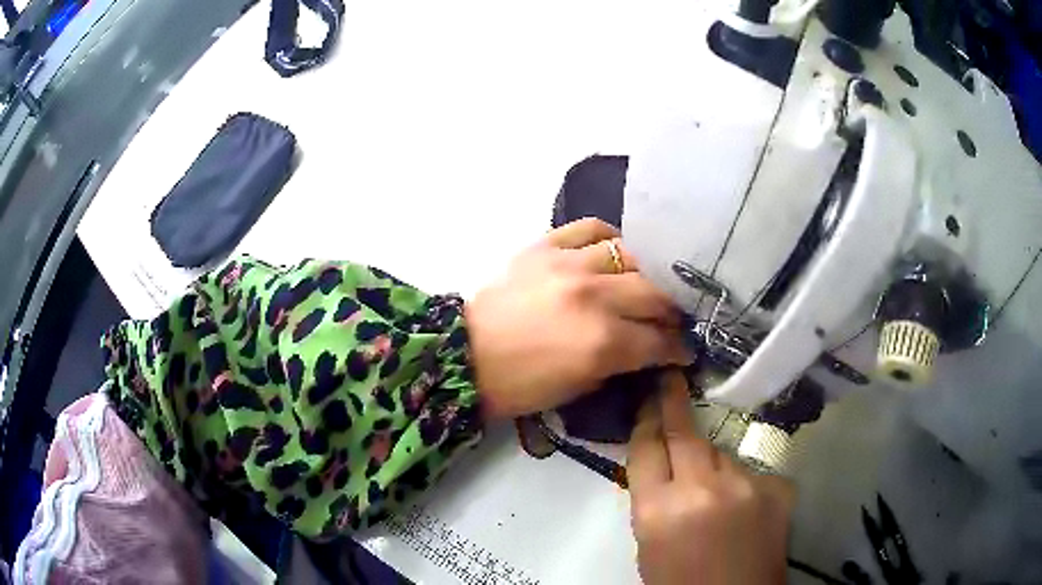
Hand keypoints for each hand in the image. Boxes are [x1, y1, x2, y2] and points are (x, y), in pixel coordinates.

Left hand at [466, 218, 690, 419]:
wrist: (464, 355)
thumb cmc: (519, 386)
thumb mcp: (578, 388)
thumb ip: (620, 364)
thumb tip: (646, 350)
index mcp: (602, 343)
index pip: (659, 340)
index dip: (678, 348)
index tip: (686, 349)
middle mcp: (593, 297)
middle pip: (654, 295)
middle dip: (670, 313)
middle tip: (670, 321)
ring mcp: (568, 265)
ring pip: (629, 257)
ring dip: (644, 276)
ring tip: (642, 288)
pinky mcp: (544, 246)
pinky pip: (589, 228)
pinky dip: (607, 239)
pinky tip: (611, 253)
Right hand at [627, 371, 794, 584]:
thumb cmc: (680, 582)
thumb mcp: (650, 544)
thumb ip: (653, 499)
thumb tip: (661, 462)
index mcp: (658, 510)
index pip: (646, 447)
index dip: (645, 418)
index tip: (648, 395)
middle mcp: (702, 489)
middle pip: (684, 434)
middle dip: (673, 403)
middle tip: (671, 379)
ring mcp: (746, 485)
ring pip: (721, 453)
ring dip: (711, 461)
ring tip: (712, 489)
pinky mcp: (777, 488)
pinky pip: (751, 471)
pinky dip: (741, 482)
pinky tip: (742, 507)